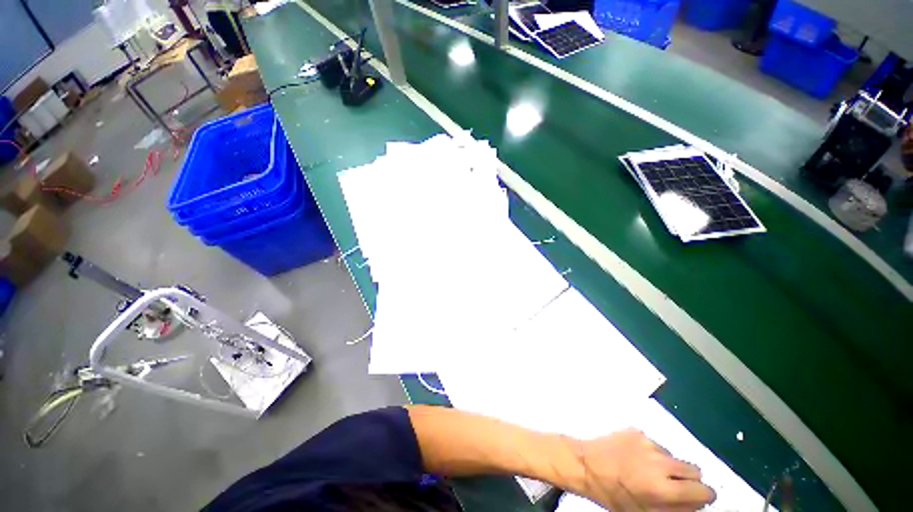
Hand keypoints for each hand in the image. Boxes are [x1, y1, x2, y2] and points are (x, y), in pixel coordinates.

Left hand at [576, 428, 716, 510]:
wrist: (585, 463)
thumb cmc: (613, 494)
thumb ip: (676, 510)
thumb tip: (697, 504)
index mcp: (663, 486)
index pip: (704, 490)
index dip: (703, 496)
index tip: (697, 499)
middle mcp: (660, 461)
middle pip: (694, 469)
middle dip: (689, 480)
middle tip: (672, 486)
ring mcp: (647, 442)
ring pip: (674, 456)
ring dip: (668, 465)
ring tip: (647, 471)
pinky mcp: (636, 430)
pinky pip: (655, 444)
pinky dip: (652, 452)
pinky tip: (635, 458)